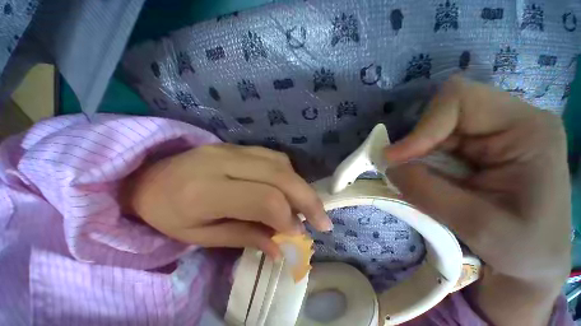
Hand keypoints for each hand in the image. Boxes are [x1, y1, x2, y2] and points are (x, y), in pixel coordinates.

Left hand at [121, 144, 330, 257]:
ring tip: (308, 206)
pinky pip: (273, 156)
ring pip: (280, 163)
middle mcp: (223, 162)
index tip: (299, 235)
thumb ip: (245, 237)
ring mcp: (232, 149)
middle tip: (323, 220)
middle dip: (307, 198)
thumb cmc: (167, 214)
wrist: (147, 176)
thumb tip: (281, 248)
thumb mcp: (201, 237)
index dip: (287, 216)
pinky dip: (288, 173)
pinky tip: (289, 187)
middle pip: (279, 175)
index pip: (263, 198)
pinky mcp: (238, 145)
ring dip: (300, 185)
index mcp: (205, 191)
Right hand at [385, 77, 570, 325]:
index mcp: (523, 129)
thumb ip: (437, 193)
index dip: (425, 125)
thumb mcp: (493, 229)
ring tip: (407, 180)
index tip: (399, 159)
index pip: (460, 100)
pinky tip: (412, 177)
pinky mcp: (461, 151)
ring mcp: (480, 136)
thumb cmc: (525, 252)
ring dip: (411, 154)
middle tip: (398, 171)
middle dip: (415, 141)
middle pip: (440, 112)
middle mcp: (501, 122)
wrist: (529, 266)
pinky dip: (411, 159)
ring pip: (428, 129)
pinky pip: (425, 145)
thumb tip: (392, 167)